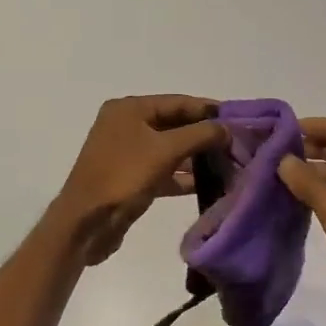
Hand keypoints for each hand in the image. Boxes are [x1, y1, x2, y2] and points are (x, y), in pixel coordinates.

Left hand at [54, 95, 227, 264]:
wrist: (86, 223)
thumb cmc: (124, 177)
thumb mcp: (166, 150)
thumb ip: (200, 135)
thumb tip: (228, 128)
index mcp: (130, 109)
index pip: (178, 102)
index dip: (209, 110)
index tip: (240, 119)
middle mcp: (127, 125)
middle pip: (175, 124)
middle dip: (205, 135)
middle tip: (238, 143)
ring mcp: (128, 153)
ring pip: (171, 149)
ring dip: (198, 157)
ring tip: (230, 163)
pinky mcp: (131, 178)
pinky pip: (164, 170)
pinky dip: (184, 176)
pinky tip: (209, 184)